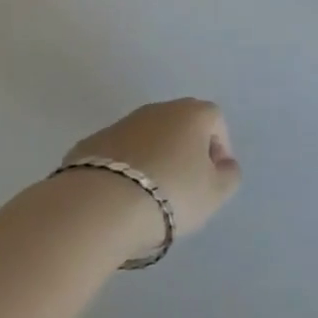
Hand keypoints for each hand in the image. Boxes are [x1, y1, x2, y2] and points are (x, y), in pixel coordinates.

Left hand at [64, 98, 240, 253]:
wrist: (96, 207)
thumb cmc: (169, 194)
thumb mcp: (215, 194)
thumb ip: (228, 175)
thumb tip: (224, 165)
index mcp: (193, 114)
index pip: (216, 121)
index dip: (219, 148)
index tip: (212, 178)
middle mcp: (158, 109)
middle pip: (180, 125)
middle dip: (185, 150)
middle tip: (183, 186)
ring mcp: (120, 123)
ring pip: (147, 138)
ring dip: (152, 158)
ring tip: (148, 195)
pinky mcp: (89, 143)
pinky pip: (117, 154)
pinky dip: (122, 169)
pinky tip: (119, 197)